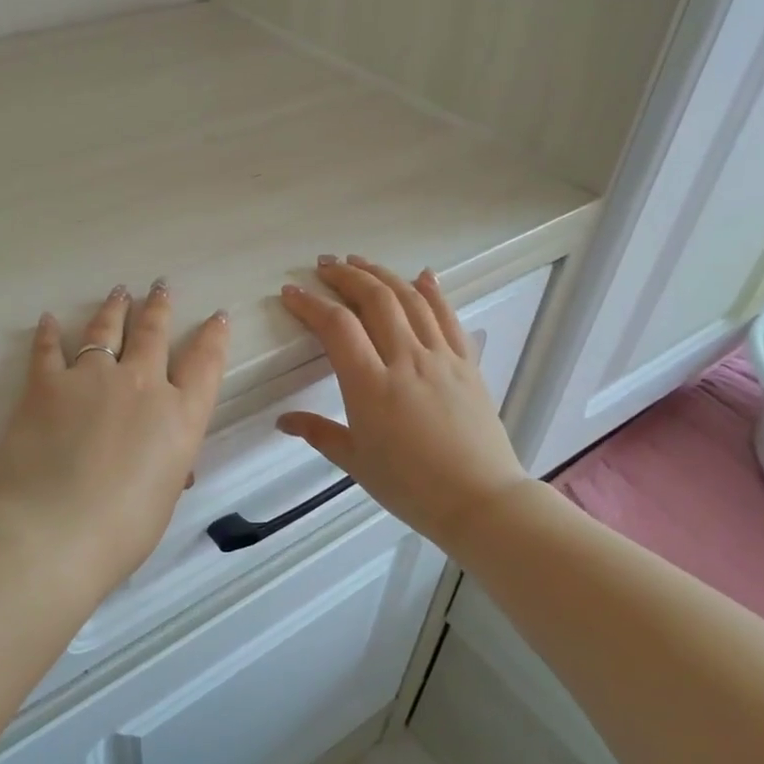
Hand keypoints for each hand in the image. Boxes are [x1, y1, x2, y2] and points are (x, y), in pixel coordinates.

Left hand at [0, 281, 230, 587]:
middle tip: (161, 286)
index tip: (217, 316)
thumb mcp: (165, 496)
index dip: (214, 336)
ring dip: (115, 308)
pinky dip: (49, 333)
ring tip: (119, 292)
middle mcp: (141, 384)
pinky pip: (48, 349)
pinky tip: (50, 319)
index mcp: (179, 415)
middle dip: (159, 307)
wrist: (57, 531)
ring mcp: (92, 377)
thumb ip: (170, 465)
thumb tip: (169, 461)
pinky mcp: (47, 384)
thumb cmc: (124, 529)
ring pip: (107, 330)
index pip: (205, 363)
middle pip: (154, 333)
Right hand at [276, 256, 531, 549]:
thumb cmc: (411, 487)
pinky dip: (433, 291)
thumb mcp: (356, 462)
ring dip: (382, 274)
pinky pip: (448, 317)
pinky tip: (422, 275)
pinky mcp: (467, 363)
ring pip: (411, 299)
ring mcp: (441, 358)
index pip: (337, 327)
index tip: (291, 292)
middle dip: (346, 275)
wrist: (480, 501)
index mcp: (371, 386)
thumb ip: (318, 433)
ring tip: (360, 262)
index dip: (310, 303)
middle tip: (324, 265)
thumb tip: (283, 421)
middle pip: (375, 299)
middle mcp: (406, 360)